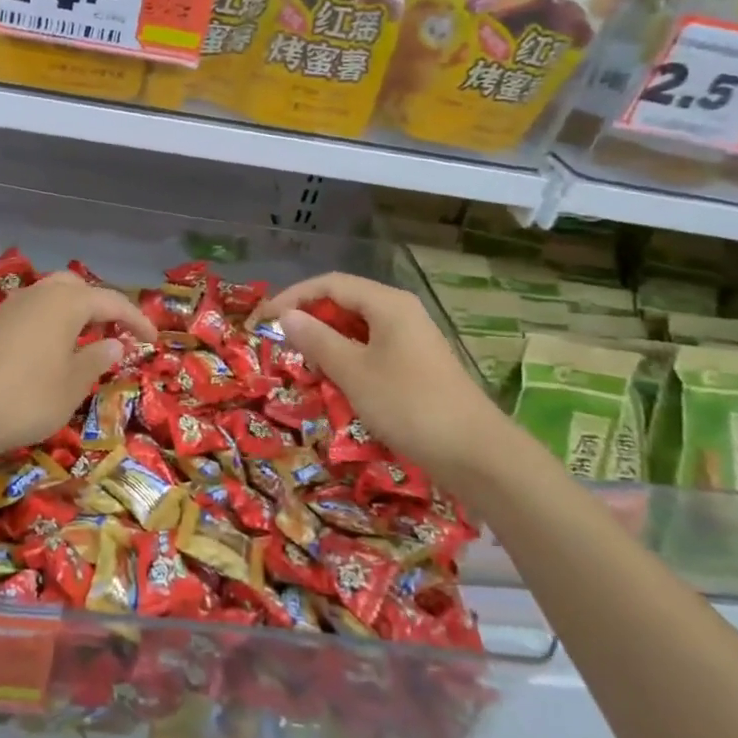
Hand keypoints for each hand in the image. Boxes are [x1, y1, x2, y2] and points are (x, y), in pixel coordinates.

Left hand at [0, 270, 155, 455]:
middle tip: (116, 332)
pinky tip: (51, 352)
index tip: (153, 340)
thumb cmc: (23, 398)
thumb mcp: (71, 387)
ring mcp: (12, 307)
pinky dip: (51, 323)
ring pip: (52, 297)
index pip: (112, 302)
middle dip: (101, 306)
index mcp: (67, 302)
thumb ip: (96, 361)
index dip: (137, 320)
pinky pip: (33, 312)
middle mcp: (40, 294)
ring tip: (86, 342)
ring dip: (74, 314)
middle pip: (78, 288)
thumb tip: (114, 344)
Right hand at [254, 272, 501, 483]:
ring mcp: (412, 339)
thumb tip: (286, 316)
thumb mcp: (353, 372)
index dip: (292, 297)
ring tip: (302, 365)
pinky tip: (336, 383)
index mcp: (387, 303)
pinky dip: (348, 360)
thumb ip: (317, 340)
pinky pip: (372, 350)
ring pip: (358, 328)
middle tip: (279, 345)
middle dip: (309, 319)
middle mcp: (401, 312)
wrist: (476, 453)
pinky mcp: (417, 365)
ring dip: (327, 342)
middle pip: (345, 302)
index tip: (262, 320)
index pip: (329, 284)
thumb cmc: (409, 405)